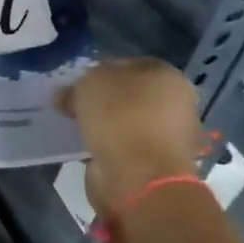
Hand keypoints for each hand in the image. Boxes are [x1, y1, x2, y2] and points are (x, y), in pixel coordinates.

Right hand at [59, 59, 204, 209]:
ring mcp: (168, 137)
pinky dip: (107, 147)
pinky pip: (124, 147)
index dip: (100, 70)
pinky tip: (86, 147)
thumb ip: (77, 84)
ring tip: (76, 127)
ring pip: (126, 122)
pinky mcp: (155, 164)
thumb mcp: (89, 85)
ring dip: (104, 125)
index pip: (129, 64)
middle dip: (103, 99)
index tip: (77, 82)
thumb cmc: (121, 117)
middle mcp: (176, 104)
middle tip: (74, 104)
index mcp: (168, 76)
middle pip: (129, 94)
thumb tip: (67, 95)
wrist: (139, 177)